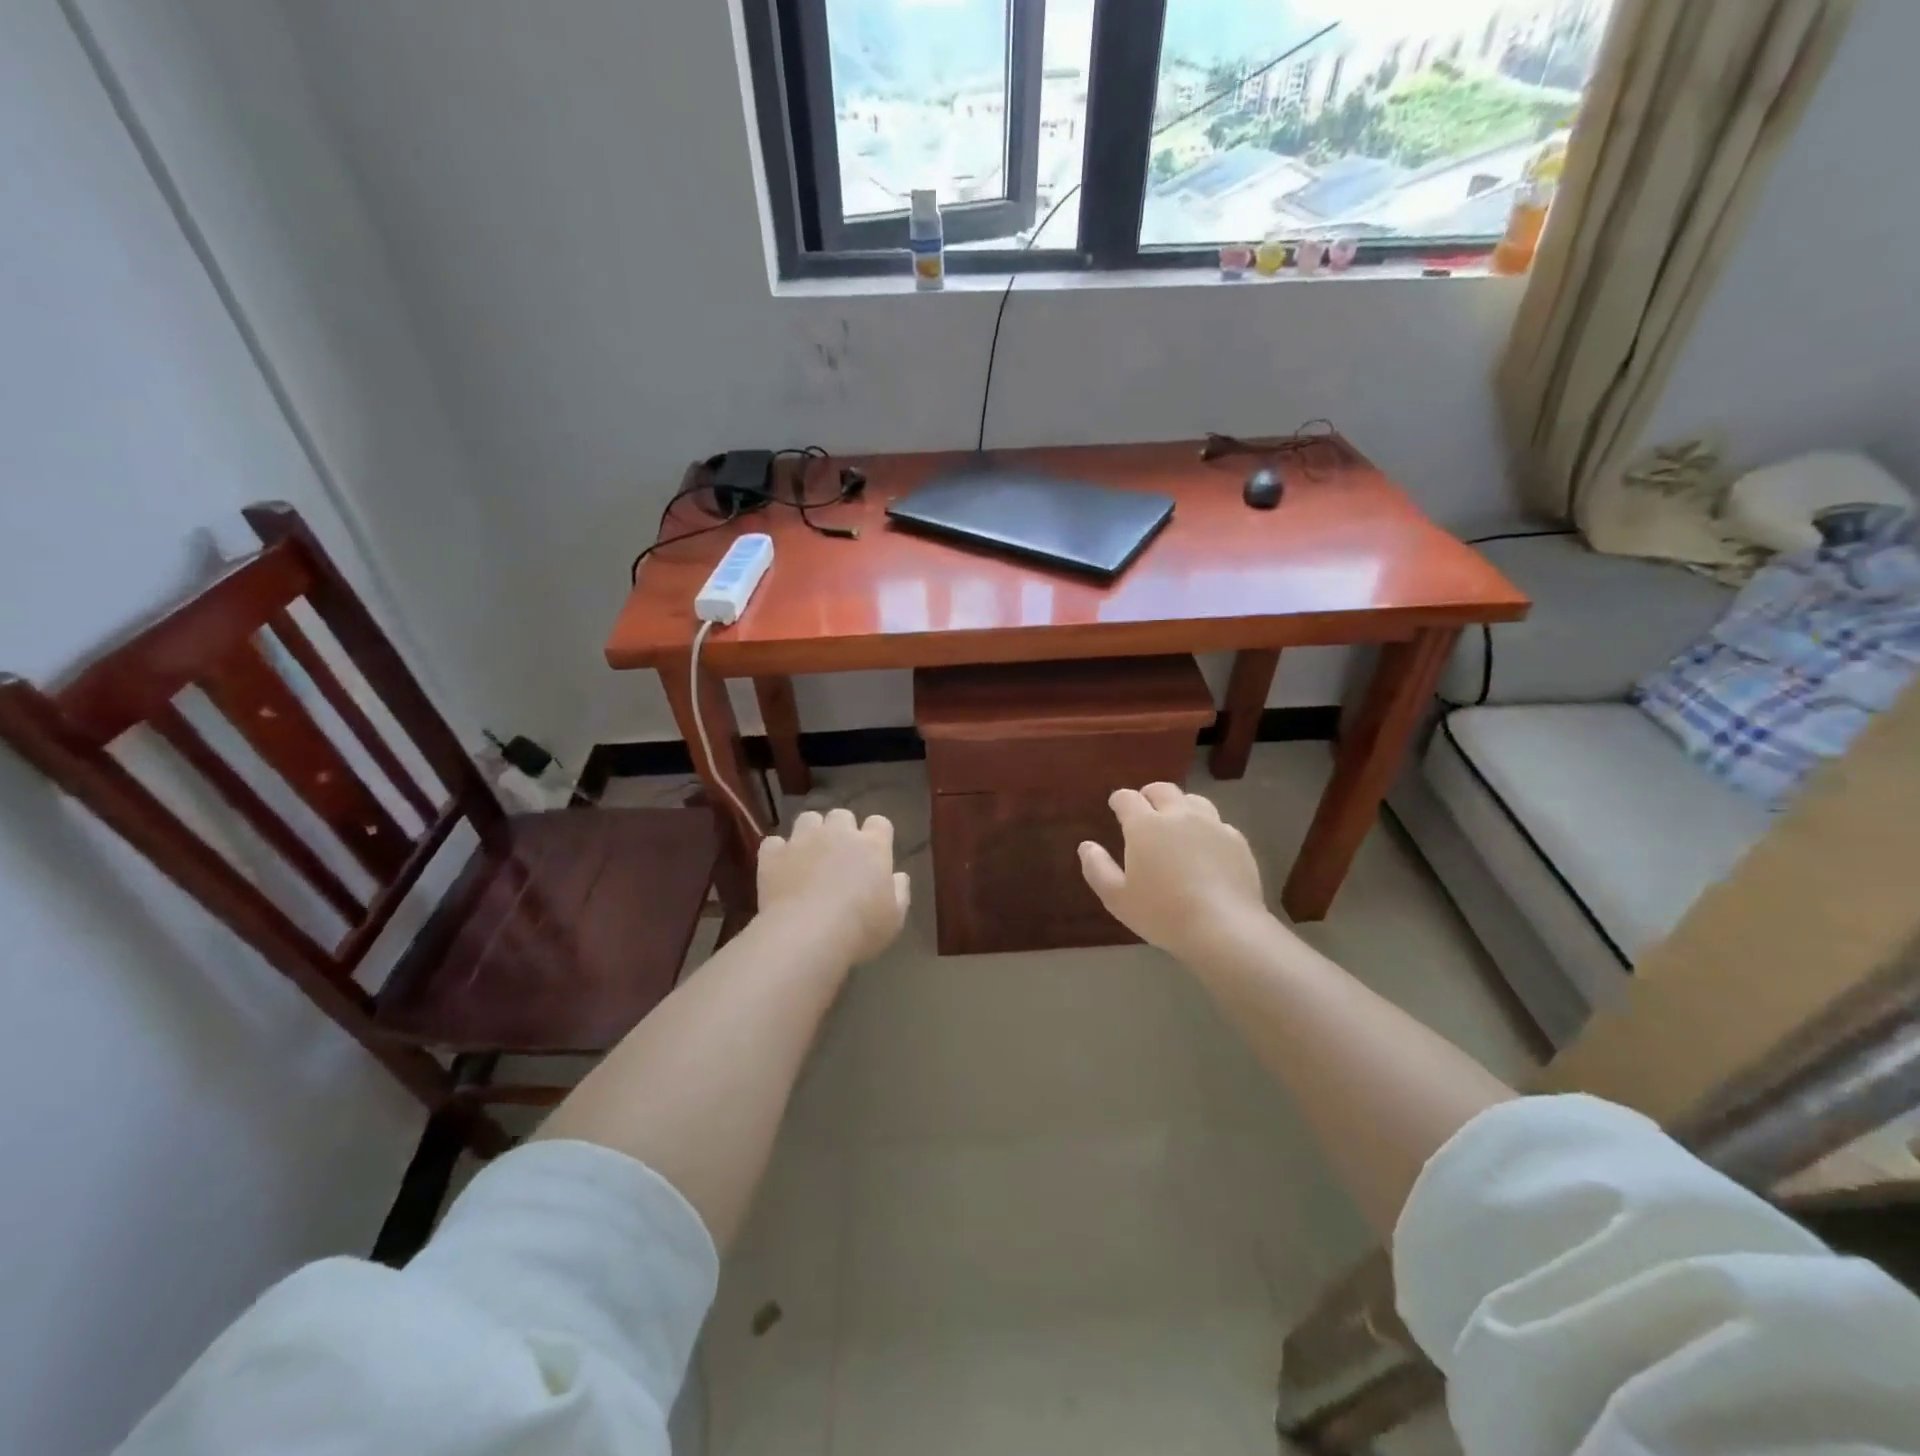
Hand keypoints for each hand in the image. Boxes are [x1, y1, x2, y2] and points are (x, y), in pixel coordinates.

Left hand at [757, 808, 910, 963]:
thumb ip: (899, 892)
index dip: (877, 834)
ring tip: (809, 855)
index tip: (875, 852)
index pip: (880, 822)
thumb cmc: (860, 928)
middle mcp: (838, 834)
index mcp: (872, 846)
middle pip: (842, 815)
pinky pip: (774, 842)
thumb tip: (898, 876)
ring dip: (810, 832)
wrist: (807, 935)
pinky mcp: (773, 855)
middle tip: (840, 855)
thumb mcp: (894, 918)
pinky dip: (778, 852)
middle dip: (841, 830)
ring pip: (808, 818)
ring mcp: (802, 840)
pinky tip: (780, 868)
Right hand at [1078, 783, 1269, 959]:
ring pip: (1194, 801)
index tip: (1116, 806)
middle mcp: (1179, 815)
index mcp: (1145, 825)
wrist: (1224, 928)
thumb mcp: (1117, 898)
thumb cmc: (1162, 913)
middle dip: (1149, 794)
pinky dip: (1206, 828)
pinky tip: (1206, 847)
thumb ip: (1097, 868)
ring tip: (1177, 823)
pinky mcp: (1237, 840)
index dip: (1119, 799)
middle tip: (1145, 808)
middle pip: (1162, 790)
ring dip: (1180, 806)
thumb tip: (1086, 846)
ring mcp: (1212, 825)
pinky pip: (1218, 823)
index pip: (1127, 798)